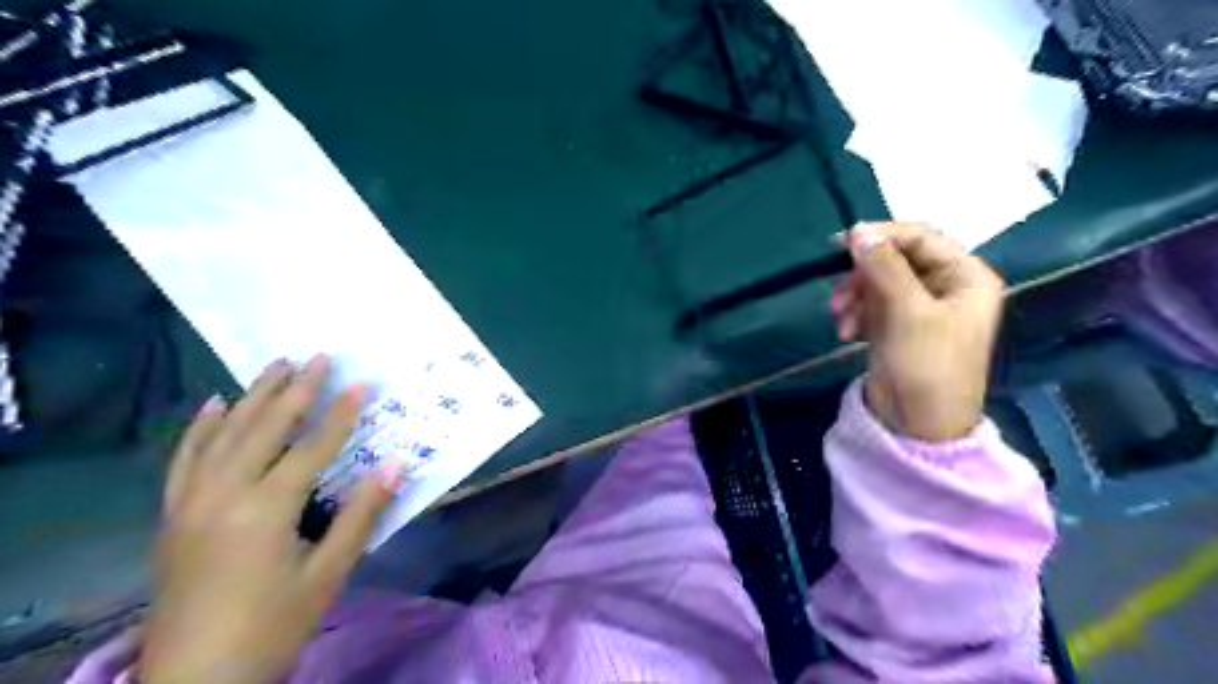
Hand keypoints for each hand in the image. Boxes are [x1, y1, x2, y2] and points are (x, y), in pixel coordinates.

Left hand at [139, 356, 401, 682]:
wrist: (195, 681)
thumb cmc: (273, 626)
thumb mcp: (328, 574)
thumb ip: (361, 515)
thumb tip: (396, 465)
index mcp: (265, 511)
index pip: (311, 448)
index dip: (340, 414)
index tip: (361, 382)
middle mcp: (223, 495)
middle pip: (263, 429)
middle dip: (294, 390)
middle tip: (318, 357)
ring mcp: (190, 504)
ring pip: (223, 435)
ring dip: (252, 396)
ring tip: (275, 365)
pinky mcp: (173, 516)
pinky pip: (185, 460)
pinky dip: (200, 428)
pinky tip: (214, 404)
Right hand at [828, 221, 1009, 439]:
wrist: (918, 427)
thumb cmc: (927, 367)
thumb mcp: (908, 313)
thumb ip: (885, 268)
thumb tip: (859, 231)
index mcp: (965, 277)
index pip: (921, 238)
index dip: (883, 236)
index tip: (843, 243)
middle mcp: (945, 286)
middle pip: (896, 259)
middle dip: (863, 275)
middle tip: (838, 292)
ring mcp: (919, 307)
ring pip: (878, 282)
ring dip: (854, 296)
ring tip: (840, 320)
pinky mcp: (896, 325)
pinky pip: (870, 304)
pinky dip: (855, 313)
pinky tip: (846, 333)